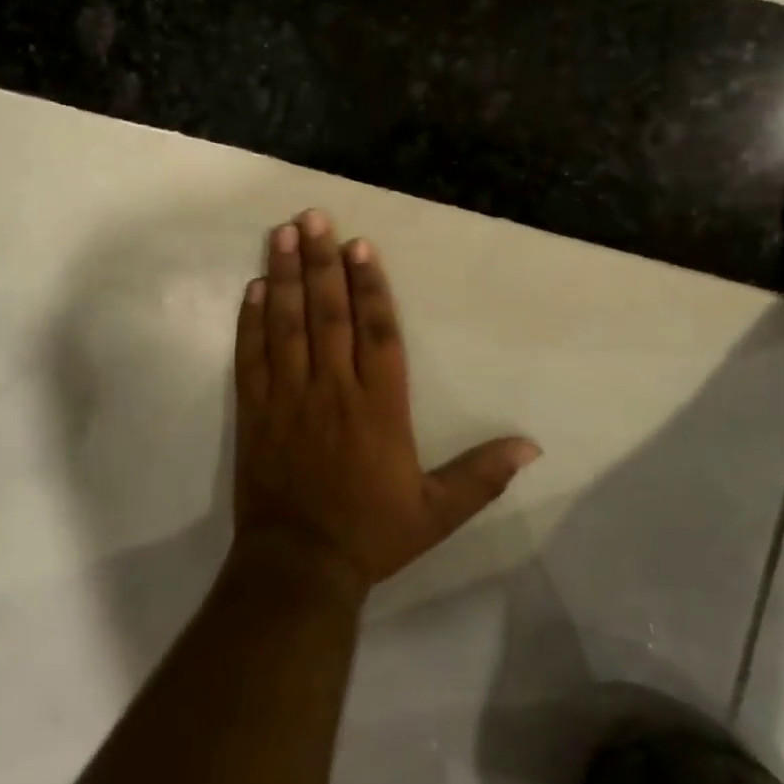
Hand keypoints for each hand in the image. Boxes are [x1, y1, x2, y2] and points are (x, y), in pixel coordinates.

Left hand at [230, 209, 540, 597]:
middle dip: (321, 261)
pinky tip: (252, 288)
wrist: (300, 566)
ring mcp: (289, 397)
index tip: (361, 245)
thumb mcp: (438, 512)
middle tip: (313, 217)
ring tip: (281, 233)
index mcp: (379, 406)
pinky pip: (252, 356)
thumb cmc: (372, 534)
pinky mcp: (255, 411)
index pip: (376, 331)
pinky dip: (251, 321)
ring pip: (287, 324)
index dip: (369, 285)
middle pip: (328, 313)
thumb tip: (532, 447)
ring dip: (284, 276)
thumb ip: (482, 475)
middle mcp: (333, 389)